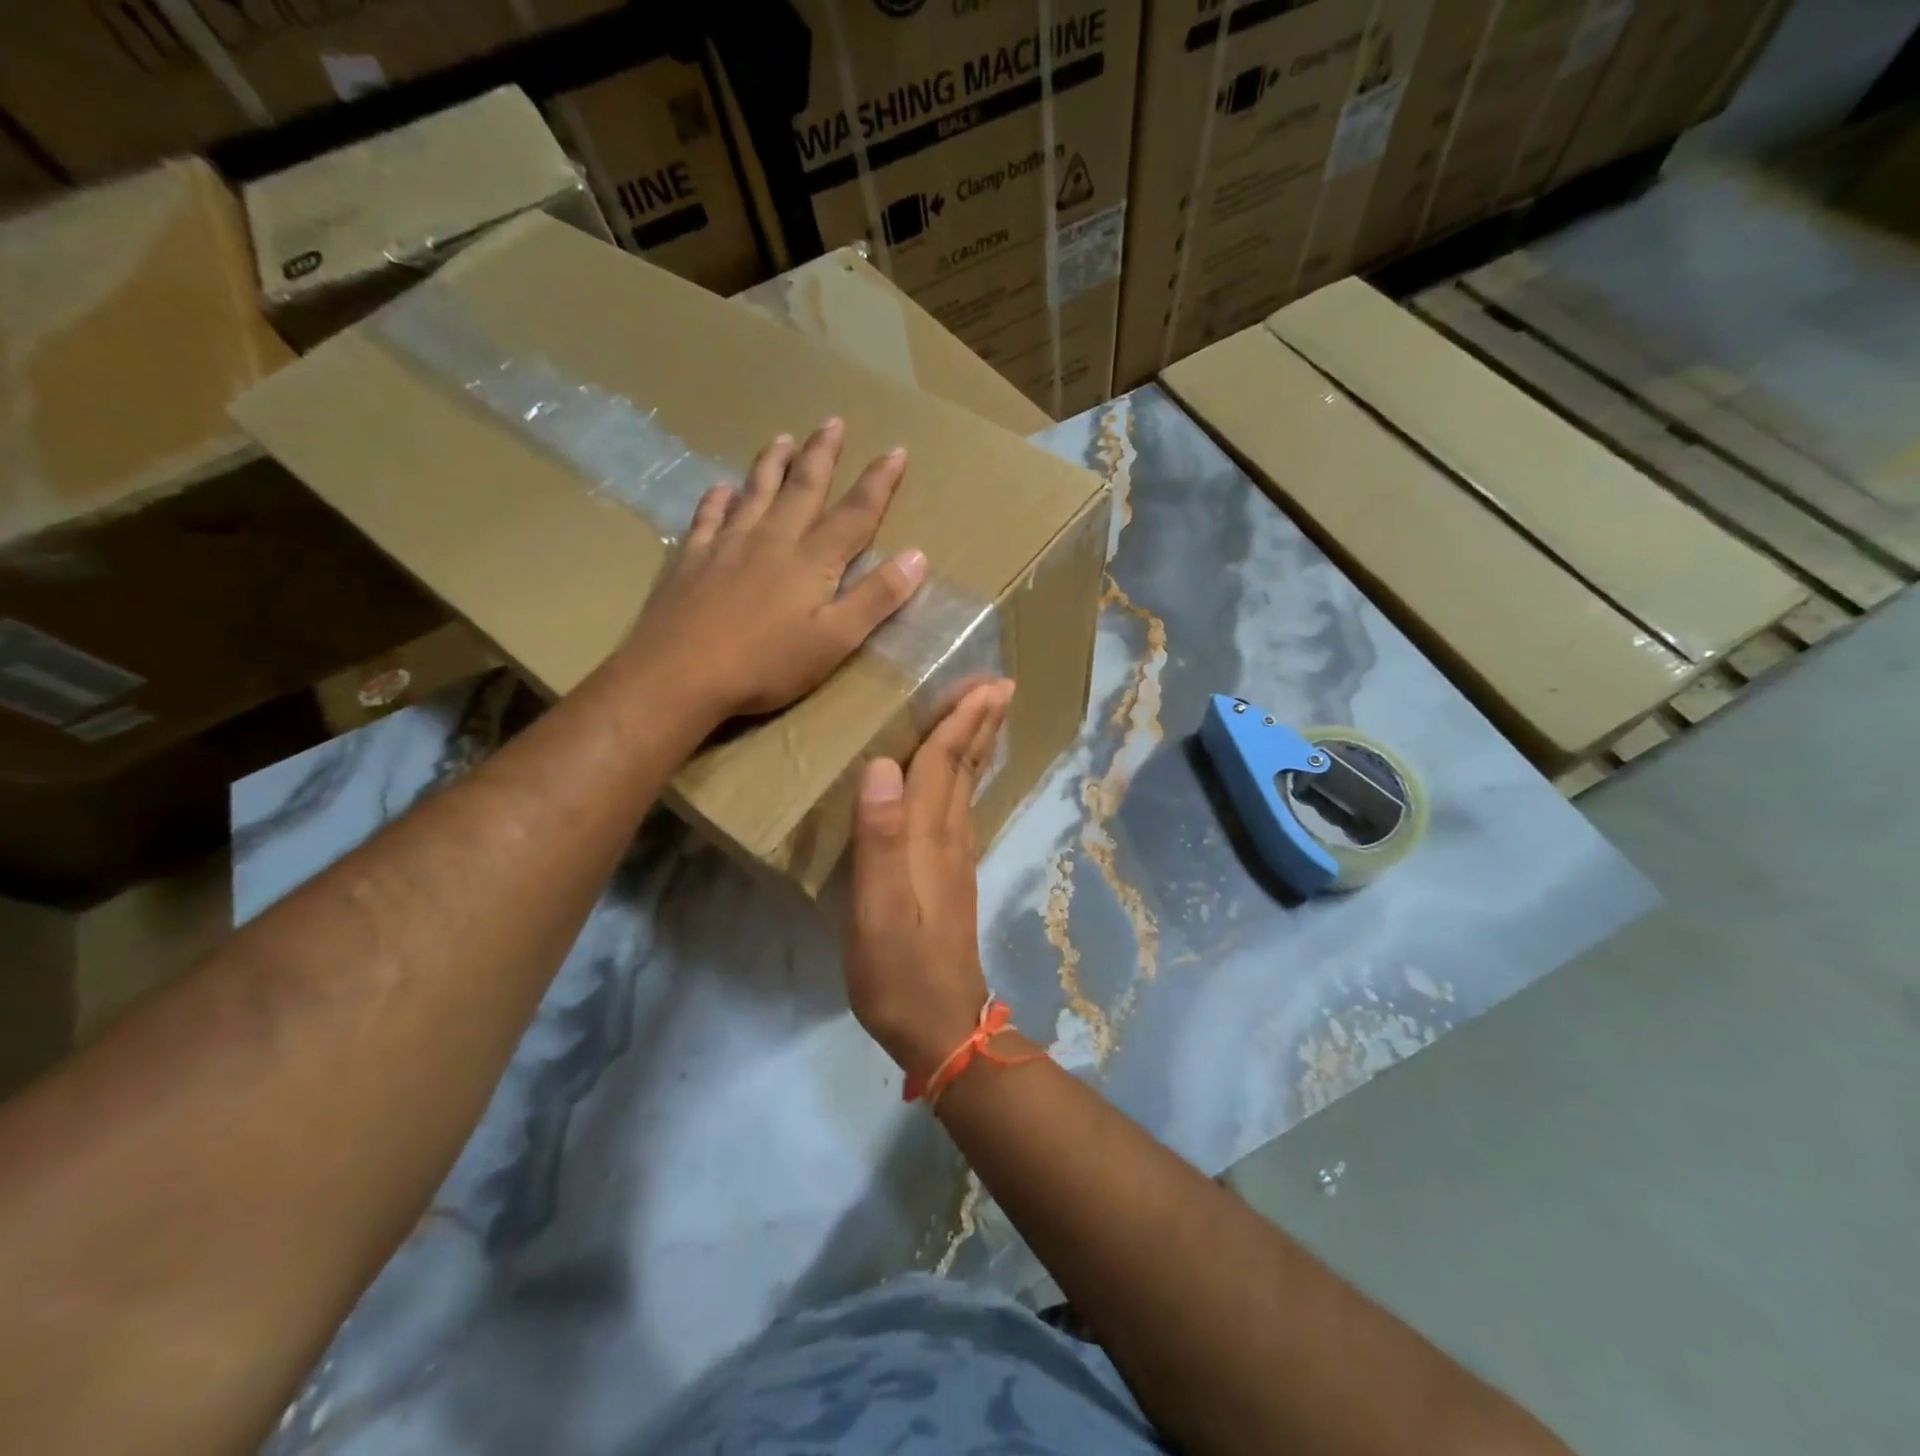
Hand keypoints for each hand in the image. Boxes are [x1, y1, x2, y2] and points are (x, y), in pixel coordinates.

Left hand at [624, 419, 926, 720]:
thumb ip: (876, 598)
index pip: (855, 514)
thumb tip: (916, 556)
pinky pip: (707, 516)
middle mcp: (772, 539)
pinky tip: (720, 487)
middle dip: (822, 455)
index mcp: (812, 560)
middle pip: (803, 488)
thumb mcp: (835, 640)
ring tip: (783, 438)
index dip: (878, 483)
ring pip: (755, 491)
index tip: (896, 451)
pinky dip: (717, 498)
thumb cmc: (766, 664)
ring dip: (772, 464)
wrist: (680, 674)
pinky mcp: (692, 558)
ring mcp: (727, 545)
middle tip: (833, 422)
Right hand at [847, 680, 1015, 1081]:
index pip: (942, 765)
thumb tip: (881, 767)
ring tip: (983, 716)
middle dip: (979, 723)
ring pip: (966, 788)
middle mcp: (947, 839)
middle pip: (964, 769)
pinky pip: (959, 811)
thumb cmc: (900, 971)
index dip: (959, 721)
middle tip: (998, 684)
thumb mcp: (878, 911)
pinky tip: (959, 781)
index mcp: (928, 838)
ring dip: (976, 746)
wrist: (941, 1025)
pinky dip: (963, 781)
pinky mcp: (950, 879)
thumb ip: (879, 840)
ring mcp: (953, 860)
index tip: (984, 681)